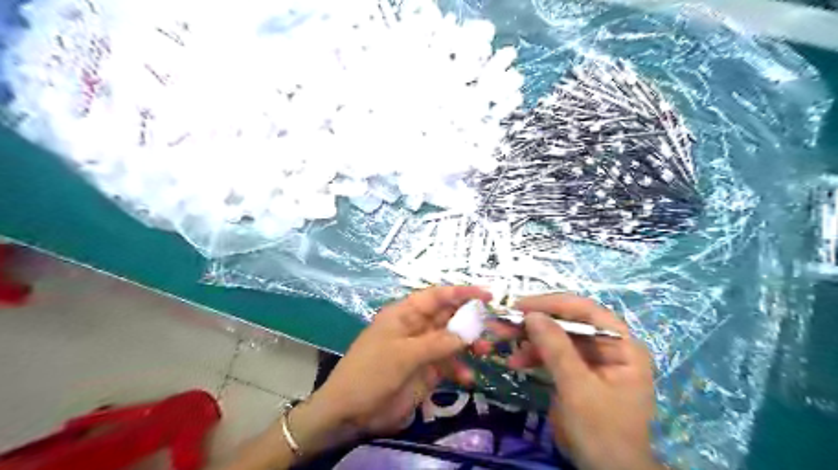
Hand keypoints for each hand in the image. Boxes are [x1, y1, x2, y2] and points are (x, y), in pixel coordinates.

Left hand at [306, 286, 492, 436]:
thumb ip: (437, 343)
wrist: (351, 411)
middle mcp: (416, 327)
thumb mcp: (404, 354)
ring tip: (485, 352)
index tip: (487, 295)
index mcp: (405, 314)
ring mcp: (422, 349)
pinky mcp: (425, 370)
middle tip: (493, 327)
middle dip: (470, 320)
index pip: (436, 296)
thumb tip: (467, 333)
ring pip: (452, 340)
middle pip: (448, 317)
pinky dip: (459, 369)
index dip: (461, 293)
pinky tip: (467, 379)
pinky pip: (448, 364)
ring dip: (469, 345)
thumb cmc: (372, 372)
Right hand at [485, 294, 660, 469]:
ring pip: (557, 338)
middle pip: (568, 323)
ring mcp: (592, 360)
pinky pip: (554, 356)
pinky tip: (516, 362)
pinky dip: (534, 356)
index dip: (552, 304)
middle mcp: (609, 346)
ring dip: (530, 339)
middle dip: (535, 322)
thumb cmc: (602, 430)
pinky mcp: (578, 373)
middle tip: (504, 322)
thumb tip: (532, 315)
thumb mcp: (578, 387)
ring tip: (502, 340)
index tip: (520, 305)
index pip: (586, 311)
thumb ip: (556, 348)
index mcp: (622, 345)